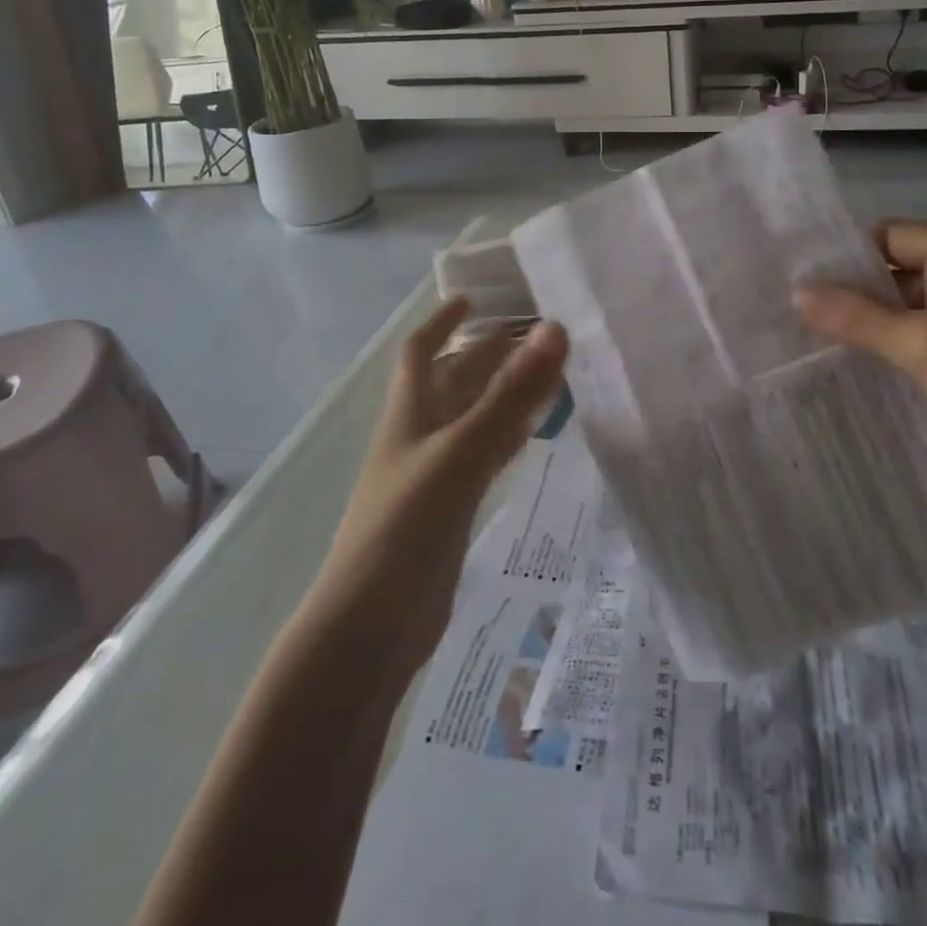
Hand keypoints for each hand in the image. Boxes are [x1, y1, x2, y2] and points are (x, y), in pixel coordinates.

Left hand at [316, 299, 567, 671]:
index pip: (420, 352)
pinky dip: (507, 438)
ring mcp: (434, 474)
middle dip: (487, 354)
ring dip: (504, 394)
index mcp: (410, 413)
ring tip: (547, 375)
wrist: (372, 627)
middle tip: (536, 335)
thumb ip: (511, 393)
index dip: (442, 322)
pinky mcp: (450, 510)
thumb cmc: (407, 524)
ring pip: (473, 418)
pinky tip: (531, 436)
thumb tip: (555, 329)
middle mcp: (420, 436)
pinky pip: (483, 458)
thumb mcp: (462, 450)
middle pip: (454, 381)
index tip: (472, 298)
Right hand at [794, 220, 926, 516]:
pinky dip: (893, 352)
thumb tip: (797, 292)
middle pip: (893, 273)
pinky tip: (854, 371)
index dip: (841, 255)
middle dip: (849, 294)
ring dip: (869, 327)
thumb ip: (859, 318)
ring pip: (906, 311)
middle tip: (789, 316)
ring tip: (808, 345)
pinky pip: (923, 341)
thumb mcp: (926, 346)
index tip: (792, 280)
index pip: (886, 237)